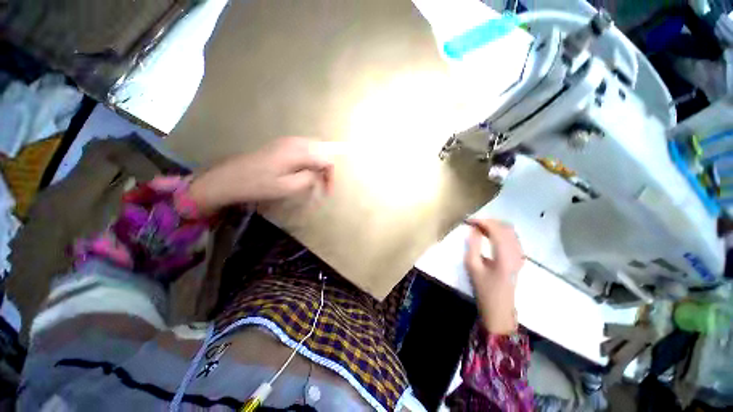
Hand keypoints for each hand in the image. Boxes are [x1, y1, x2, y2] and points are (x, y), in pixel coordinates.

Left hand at [189, 137, 333, 213]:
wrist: (228, 178)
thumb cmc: (258, 185)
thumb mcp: (287, 187)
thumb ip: (309, 179)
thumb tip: (319, 175)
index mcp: (298, 151)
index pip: (326, 158)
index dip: (330, 175)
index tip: (327, 191)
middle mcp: (295, 141)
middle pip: (322, 151)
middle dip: (326, 169)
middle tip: (323, 185)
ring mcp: (286, 141)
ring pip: (313, 150)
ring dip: (318, 165)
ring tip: (315, 181)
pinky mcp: (280, 145)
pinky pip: (303, 150)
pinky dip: (309, 161)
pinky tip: (304, 173)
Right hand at [464, 219, 523, 334]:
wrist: (499, 307)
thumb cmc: (483, 288)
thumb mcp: (472, 266)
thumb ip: (473, 245)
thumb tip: (473, 229)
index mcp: (505, 255)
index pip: (496, 229)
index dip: (482, 221)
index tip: (469, 220)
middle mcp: (516, 252)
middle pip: (505, 227)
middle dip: (488, 221)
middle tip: (473, 223)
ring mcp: (520, 255)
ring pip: (510, 231)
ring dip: (494, 226)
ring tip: (479, 227)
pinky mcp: (519, 257)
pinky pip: (512, 237)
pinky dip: (500, 232)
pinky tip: (489, 235)